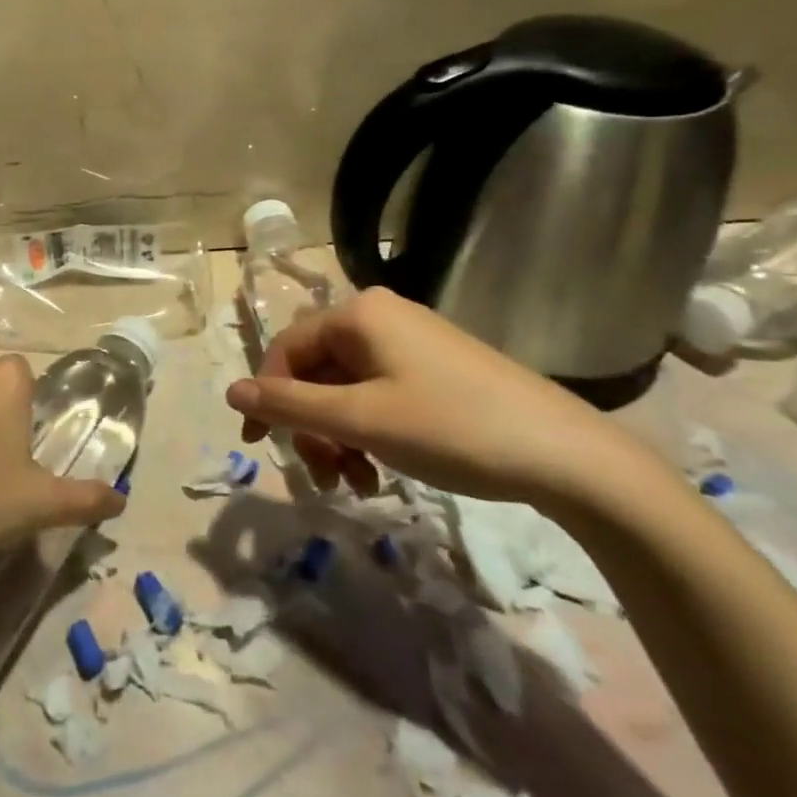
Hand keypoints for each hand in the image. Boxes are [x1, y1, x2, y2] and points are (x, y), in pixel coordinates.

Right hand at [226, 287, 631, 505]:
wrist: (566, 455)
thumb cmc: (451, 428)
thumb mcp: (360, 420)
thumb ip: (290, 405)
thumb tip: (230, 390)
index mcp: (357, 314)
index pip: (286, 348)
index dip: (267, 396)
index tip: (258, 445)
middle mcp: (380, 317)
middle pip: (317, 370)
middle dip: (311, 426)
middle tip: (324, 477)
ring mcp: (411, 341)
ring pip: (346, 387)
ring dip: (339, 435)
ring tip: (356, 482)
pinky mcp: (435, 368)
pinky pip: (378, 393)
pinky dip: (368, 431)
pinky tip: (380, 469)